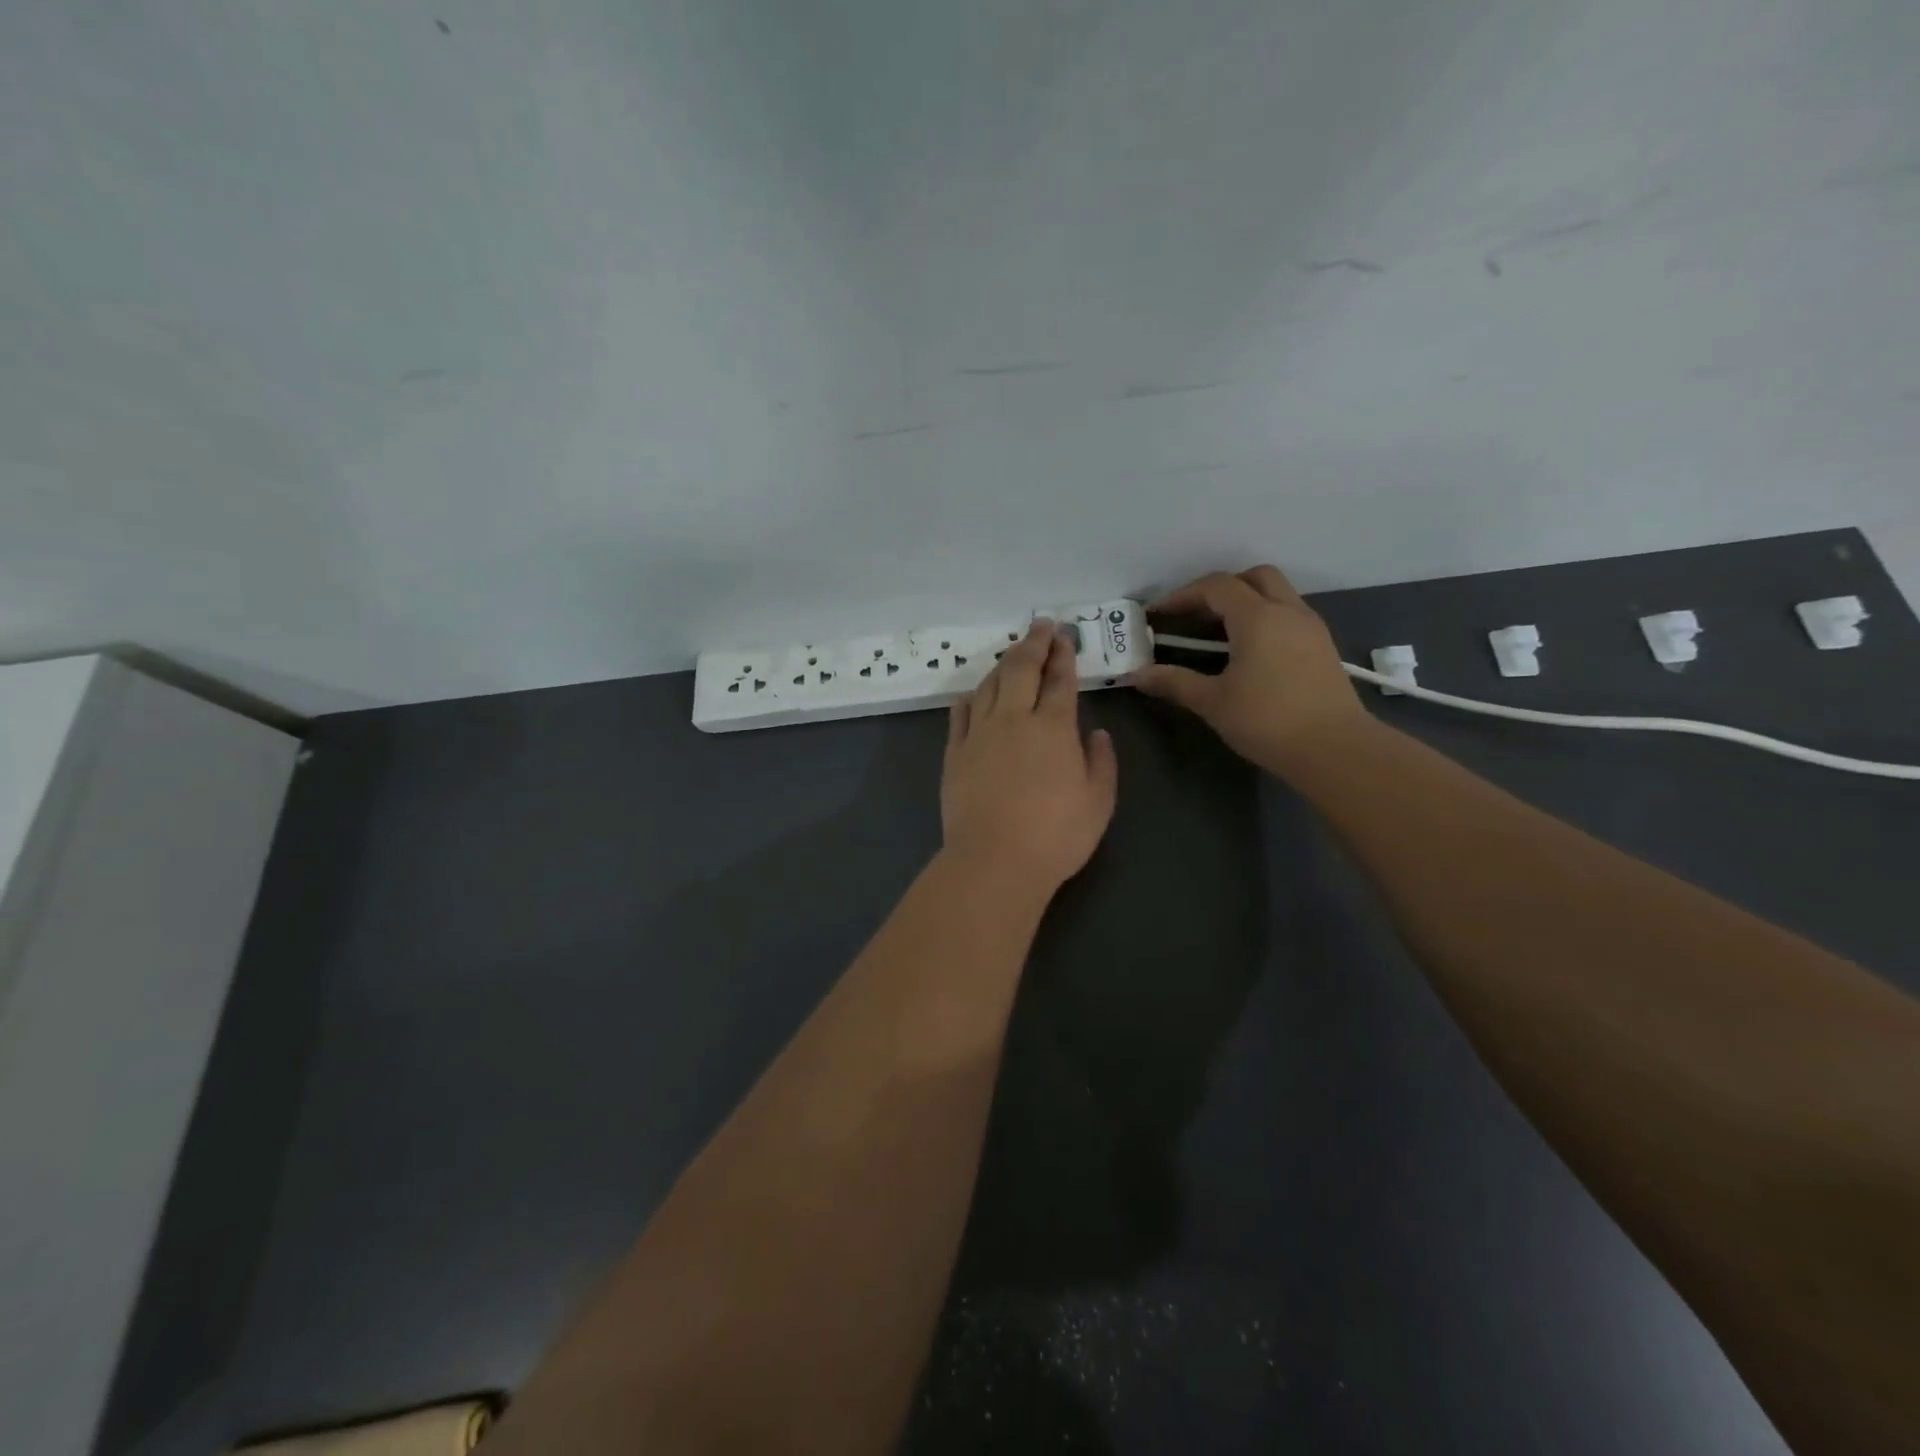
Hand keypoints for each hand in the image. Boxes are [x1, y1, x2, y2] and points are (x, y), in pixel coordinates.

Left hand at [941, 621, 1117, 891]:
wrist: (993, 861)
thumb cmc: (1055, 836)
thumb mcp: (1098, 802)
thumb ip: (1101, 762)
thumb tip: (1096, 733)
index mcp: (1053, 728)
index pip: (1059, 680)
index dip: (1063, 654)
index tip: (1064, 636)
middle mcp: (1014, 719)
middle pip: (1021, 668)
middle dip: (1033, 643)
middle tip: (1041, 625)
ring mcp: (979, 733)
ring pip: (990, 684)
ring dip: (1003, 663)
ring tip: (1013, 652)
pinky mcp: (955, 752)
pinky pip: (961, 712)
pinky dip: (972, 696)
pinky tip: (976, 693)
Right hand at [1130, 566, 1367, 771]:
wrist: (1334, 749)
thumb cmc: (1267, 721)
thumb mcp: (1213, 702)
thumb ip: (1174, 682)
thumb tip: (1136, 675)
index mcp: (1257, 617)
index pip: (1216, 587)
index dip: (1183, 595)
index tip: (1158, 614)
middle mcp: (1288, 611)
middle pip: (1253, 578)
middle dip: (1221, 589)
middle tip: (1195, 614)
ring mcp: (1311, 627)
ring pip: (1277, 594)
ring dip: (1246, 602)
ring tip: (1219, 633)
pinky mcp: (1323, 647)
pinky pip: (1290, 615)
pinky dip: (1265, 619)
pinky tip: (1250, 651)